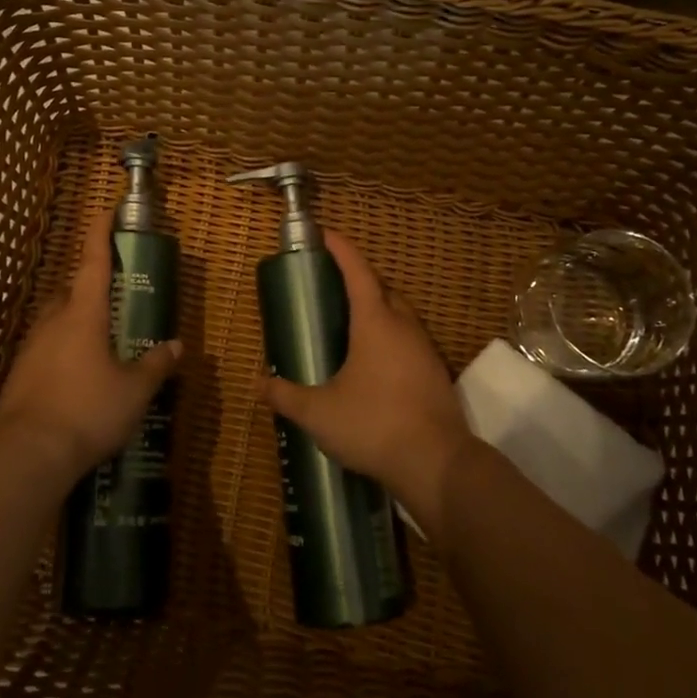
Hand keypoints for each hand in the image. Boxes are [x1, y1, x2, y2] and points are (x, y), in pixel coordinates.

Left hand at [0, 209, 183, 481]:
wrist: (27, 455)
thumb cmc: (87, 411)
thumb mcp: (133, 391)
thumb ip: (155, 365)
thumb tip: (175, 346)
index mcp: (83, 315)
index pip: (92, 263)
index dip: (100, 234)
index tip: (104, 210)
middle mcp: (53, 323)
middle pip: (71, 291)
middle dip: (89, 286)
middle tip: (113, 297)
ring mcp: (31, 349)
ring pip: (55, 321)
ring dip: (75, 320)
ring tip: (99, 341)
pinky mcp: (19, 375)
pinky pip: (45, 349)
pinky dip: (63, 350)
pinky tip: (76, 375)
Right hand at [261, 229, 476, 536]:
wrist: (436, 463)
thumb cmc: (373, 425)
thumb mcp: (318, 412)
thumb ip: (286, 395)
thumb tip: (259, 383)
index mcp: (375, 323)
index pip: (357, 272)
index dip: (341, 249)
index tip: (326, 234)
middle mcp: (404, 326)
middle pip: (382, 289)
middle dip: (359, 278)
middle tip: (332, 284)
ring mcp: (424, 349)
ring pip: (399, 314)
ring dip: (377, 308)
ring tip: (350, 323)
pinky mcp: (435, 373)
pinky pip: (409, 339)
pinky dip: (390, 336)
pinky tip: (374, 362)